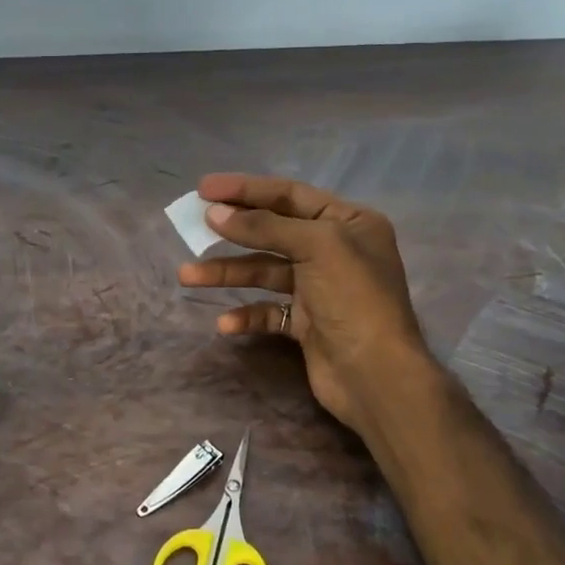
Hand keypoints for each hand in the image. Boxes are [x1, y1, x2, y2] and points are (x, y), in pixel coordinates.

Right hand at [178, 174, 431, 436]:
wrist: (377, 376)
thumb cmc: (354, 298)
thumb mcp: (316, 247)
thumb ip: (264, 226)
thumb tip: (214, 213)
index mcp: (348, 222)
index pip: (289, 195)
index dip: (245, 189)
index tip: (203, 188)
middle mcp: (335, 250)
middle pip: (272, 231)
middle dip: (232, 230)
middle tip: (191, 224)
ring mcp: (319, 288)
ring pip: (263, 271)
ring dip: (226, 273)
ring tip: (187, 276)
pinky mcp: (306, 323)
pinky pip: (268, 310)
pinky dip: (246, 314)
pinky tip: (226, 323)